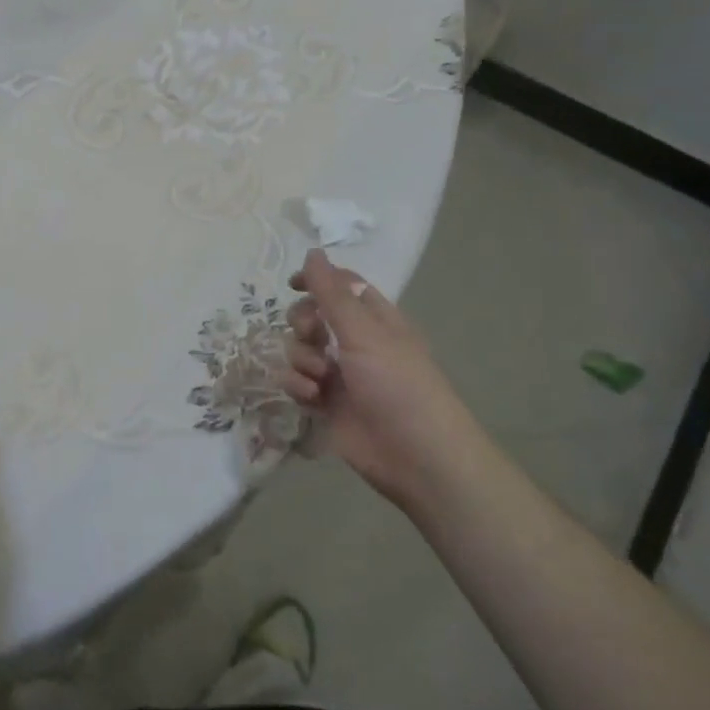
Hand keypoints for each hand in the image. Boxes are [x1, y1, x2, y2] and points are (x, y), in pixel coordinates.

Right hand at [279, 249, 481, 512]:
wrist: (417, 458)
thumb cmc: (398, 385)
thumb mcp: (364, 333)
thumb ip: (331, 293)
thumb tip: (313, 251)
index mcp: (374, 320)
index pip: (341, 286)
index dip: (316, 280)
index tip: (291, 284)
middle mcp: (355, 343)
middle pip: (312, 315)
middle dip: (302, 322)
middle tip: (311, 334)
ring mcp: (340, 374)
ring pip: (299, 349)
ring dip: (301, 358)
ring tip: (319, 377)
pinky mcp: (326, 404)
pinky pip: (297, 381)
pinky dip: (298, 385)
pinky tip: (311, 397)